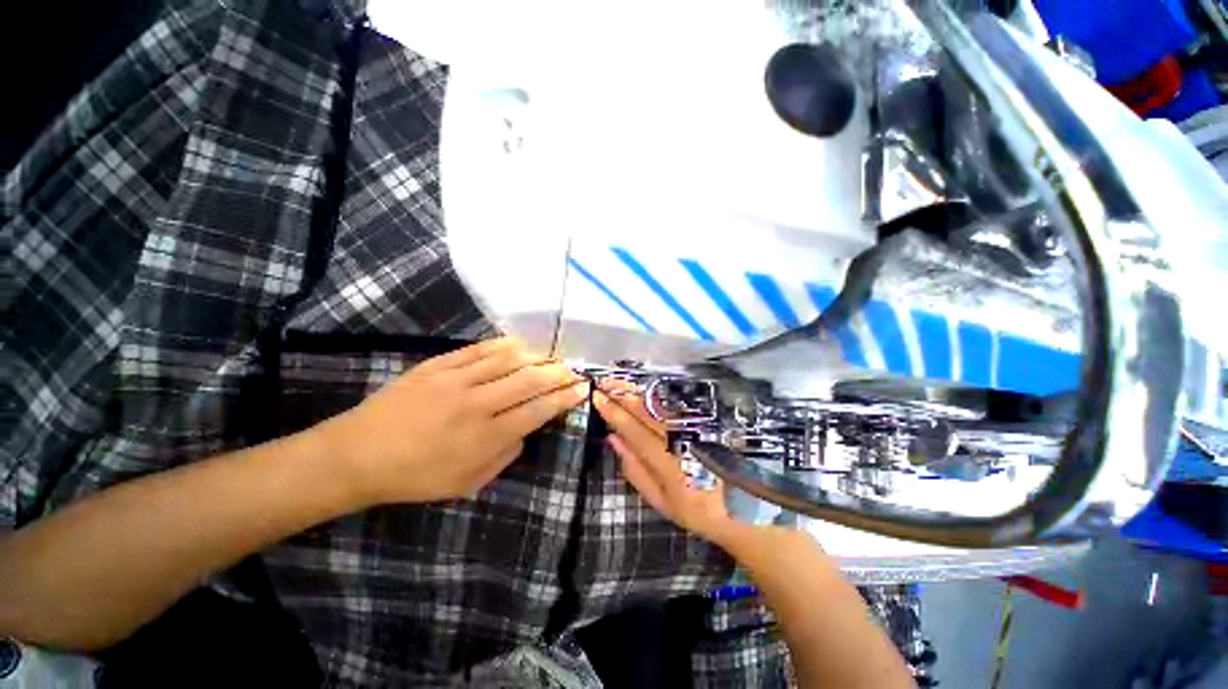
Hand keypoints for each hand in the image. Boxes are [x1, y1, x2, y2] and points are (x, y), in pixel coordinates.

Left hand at [317, 337, 589, 505]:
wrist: (357, 455)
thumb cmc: (415, 477)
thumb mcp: (467, 484)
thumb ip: (505, 456)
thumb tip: (525, 431)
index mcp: (486, 437)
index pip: (537, 411)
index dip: (564, 398)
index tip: (582, 388)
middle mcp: (477, 404)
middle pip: (529, 380)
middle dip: (558, 373)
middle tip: (573, 369)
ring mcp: (455, 380)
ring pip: (507, 360)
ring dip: (536, 356)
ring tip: (552, 355)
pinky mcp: (437, 366)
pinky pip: (477, 350)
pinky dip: (502, 345)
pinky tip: (518, 343)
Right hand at [592, 385, 741, 545]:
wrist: (741, 508)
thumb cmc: (695, 509)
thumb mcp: (660, 500)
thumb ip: (635, 469)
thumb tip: (612, 439)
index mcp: (666, 462)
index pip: (633, 429)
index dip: (613, 412)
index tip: (597, 397)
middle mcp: (679, 439)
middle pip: (646, 411)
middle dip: (623, 394)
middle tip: (605, 382)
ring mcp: (692, 428)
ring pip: (659, 405)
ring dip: (637, 392)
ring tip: (619, 381)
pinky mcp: (703, 423)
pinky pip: (674, 406)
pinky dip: (656, 396)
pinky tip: (645, 390)